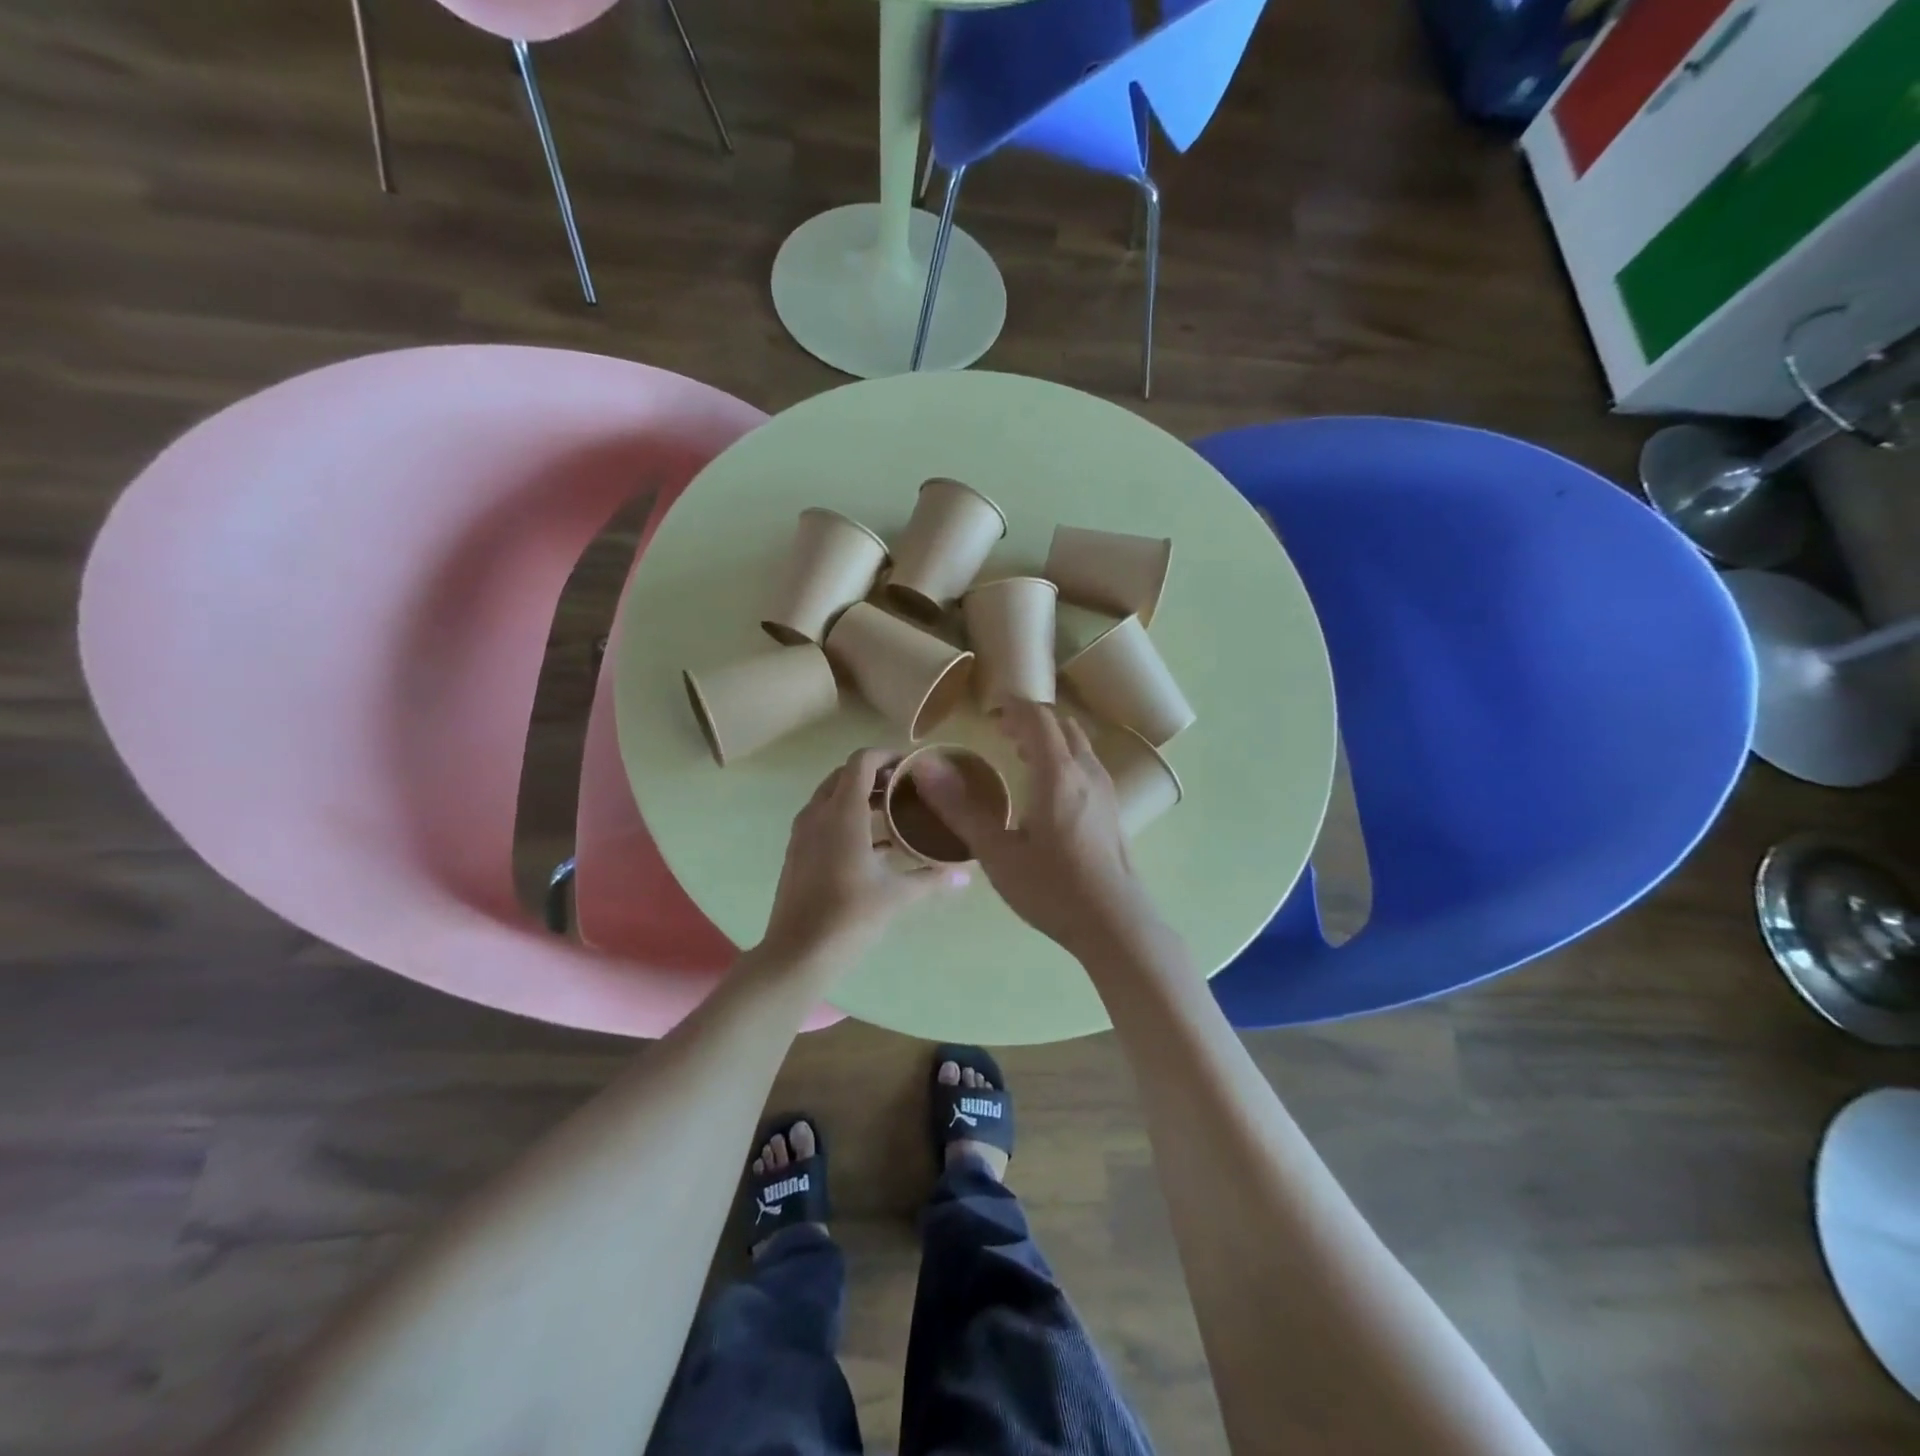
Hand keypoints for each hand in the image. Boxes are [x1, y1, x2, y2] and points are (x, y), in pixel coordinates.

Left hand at [758, 748, 966, 973]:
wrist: (798, 953)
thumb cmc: (849, 916)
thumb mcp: (897, 894)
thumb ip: (931, 878)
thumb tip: (966, 875)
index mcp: (842, 812)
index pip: (861, 761)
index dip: (887, 755)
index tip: (912, 765)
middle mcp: (818, 813)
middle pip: (845, 776)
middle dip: (875, 775)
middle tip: (906, 788)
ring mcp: (803, 833)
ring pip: (831, 798)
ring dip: (859, 797)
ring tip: (893, 812)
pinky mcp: (798, 853)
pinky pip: (823, 820)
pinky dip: (846, 819)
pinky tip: (873, 845)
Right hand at [910, 703, 1158, 961]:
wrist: (1115, 924)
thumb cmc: (1052, 888)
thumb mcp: (997, 852)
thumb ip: (960, 808)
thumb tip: (925, 766)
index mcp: (1058, 773)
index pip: (1038, 718)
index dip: (1013, 707)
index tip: (989, 712)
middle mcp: (1086, 771)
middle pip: (1061, 725)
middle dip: (1031, 720)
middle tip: (1001, 733)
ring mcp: (1105, 790)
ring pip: (1079, 744)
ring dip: (1050, 738)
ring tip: (1021, 755)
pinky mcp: (1113, 809)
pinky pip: (1087, 764)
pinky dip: (1065, 757)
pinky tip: (1049, 790)